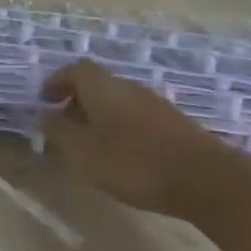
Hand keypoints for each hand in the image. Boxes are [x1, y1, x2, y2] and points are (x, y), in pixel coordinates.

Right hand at [38, 60, 230, 218]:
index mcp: (102, 87)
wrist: (207, 181)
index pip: (74, 70)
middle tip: (62, 127)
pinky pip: (136, 119)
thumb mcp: (81, 151)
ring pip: (117, 103)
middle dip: (76, 102)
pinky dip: (120, 130)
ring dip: (98, 118)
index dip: (56, 82)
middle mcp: (129, 88)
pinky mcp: (174, 126)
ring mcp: (155, 105)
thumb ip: (57, 131)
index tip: (44, 101)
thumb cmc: (132, 162)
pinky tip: (120, 156)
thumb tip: (43, 115)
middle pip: (97, 86)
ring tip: (89, 145)